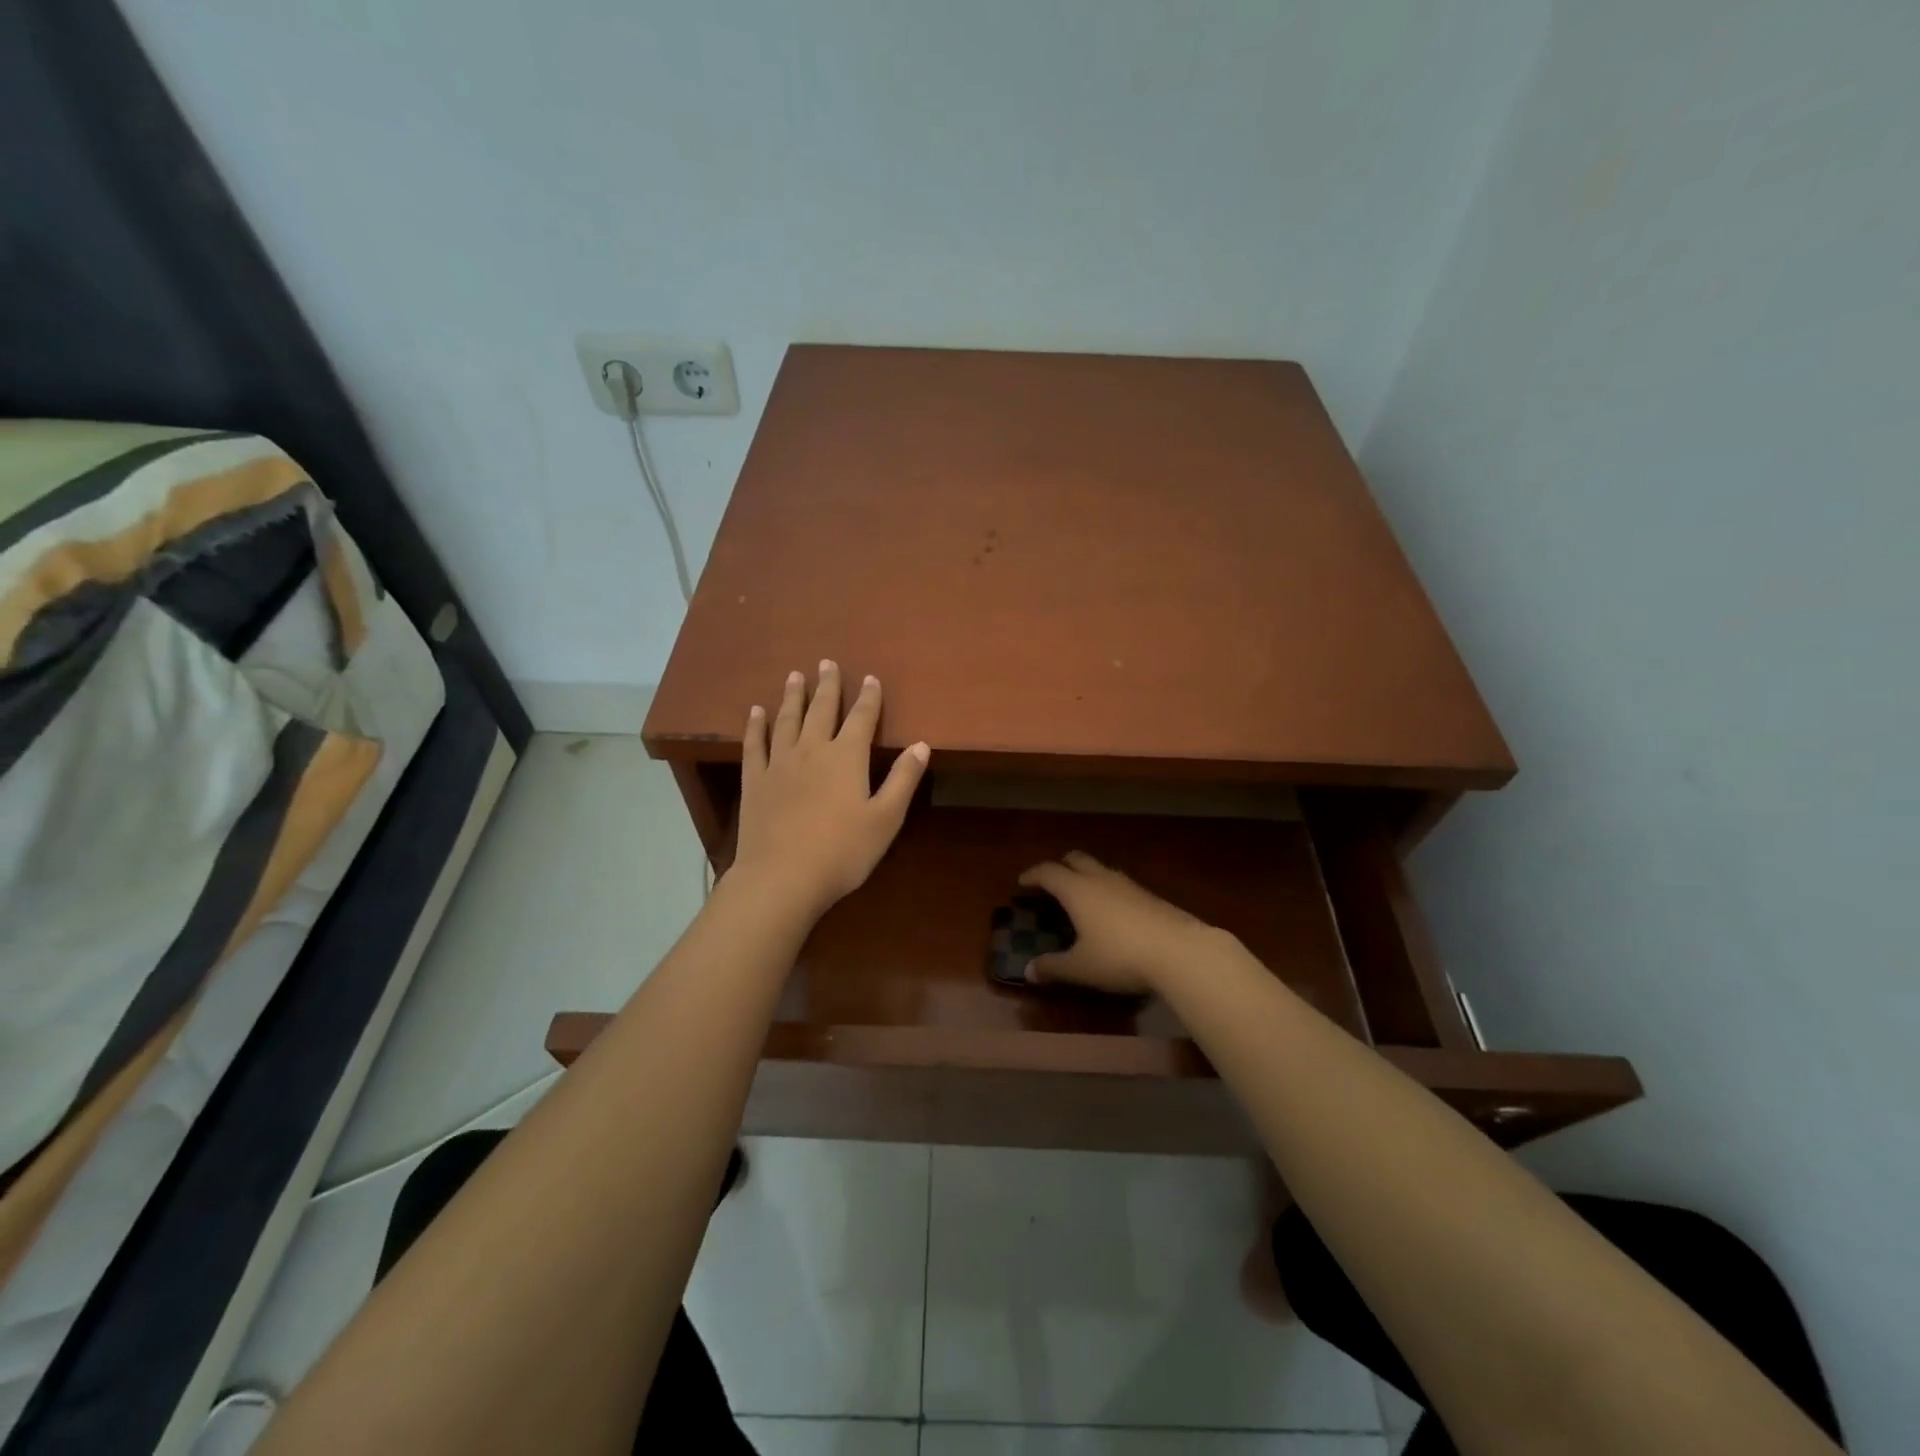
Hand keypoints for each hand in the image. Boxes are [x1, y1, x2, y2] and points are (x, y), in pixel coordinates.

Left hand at [730, 661, 929, 920]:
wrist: (782, 877)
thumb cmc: (842, 851)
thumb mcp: (885, 819)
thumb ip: (903, 779)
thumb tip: (921, 745)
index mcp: (847, 757)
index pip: (862, 718)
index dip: (869, 697)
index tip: (871, 678)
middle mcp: (812, 750)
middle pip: (821, 709)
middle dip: (827, 685)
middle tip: (827, 662)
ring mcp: (779, 763)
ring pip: (787, 719)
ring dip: (792, 696)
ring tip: (795, 676)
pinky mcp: (755, 780)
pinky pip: (755, 744)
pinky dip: (756, 725)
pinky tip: (756, 711)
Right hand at [1016, 851, 1217, 995]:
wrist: (1180, 951)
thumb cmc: (1120, 956)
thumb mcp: (1081, 967)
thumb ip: (1053, 967)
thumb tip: (1028, 972)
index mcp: (1077, 890)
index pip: (1048, 872)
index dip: (1032, 875)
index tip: (1022, 882)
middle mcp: (1100, 879)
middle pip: (1076, 859)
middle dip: (1060, 866)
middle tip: (1051, 883)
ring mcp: (1128, 884)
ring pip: (1100, 868)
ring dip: (1086, 876)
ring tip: (1081, 897)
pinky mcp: (1149, 895)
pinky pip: (1119, 883)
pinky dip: (1107, 889)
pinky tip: (1111, 913)